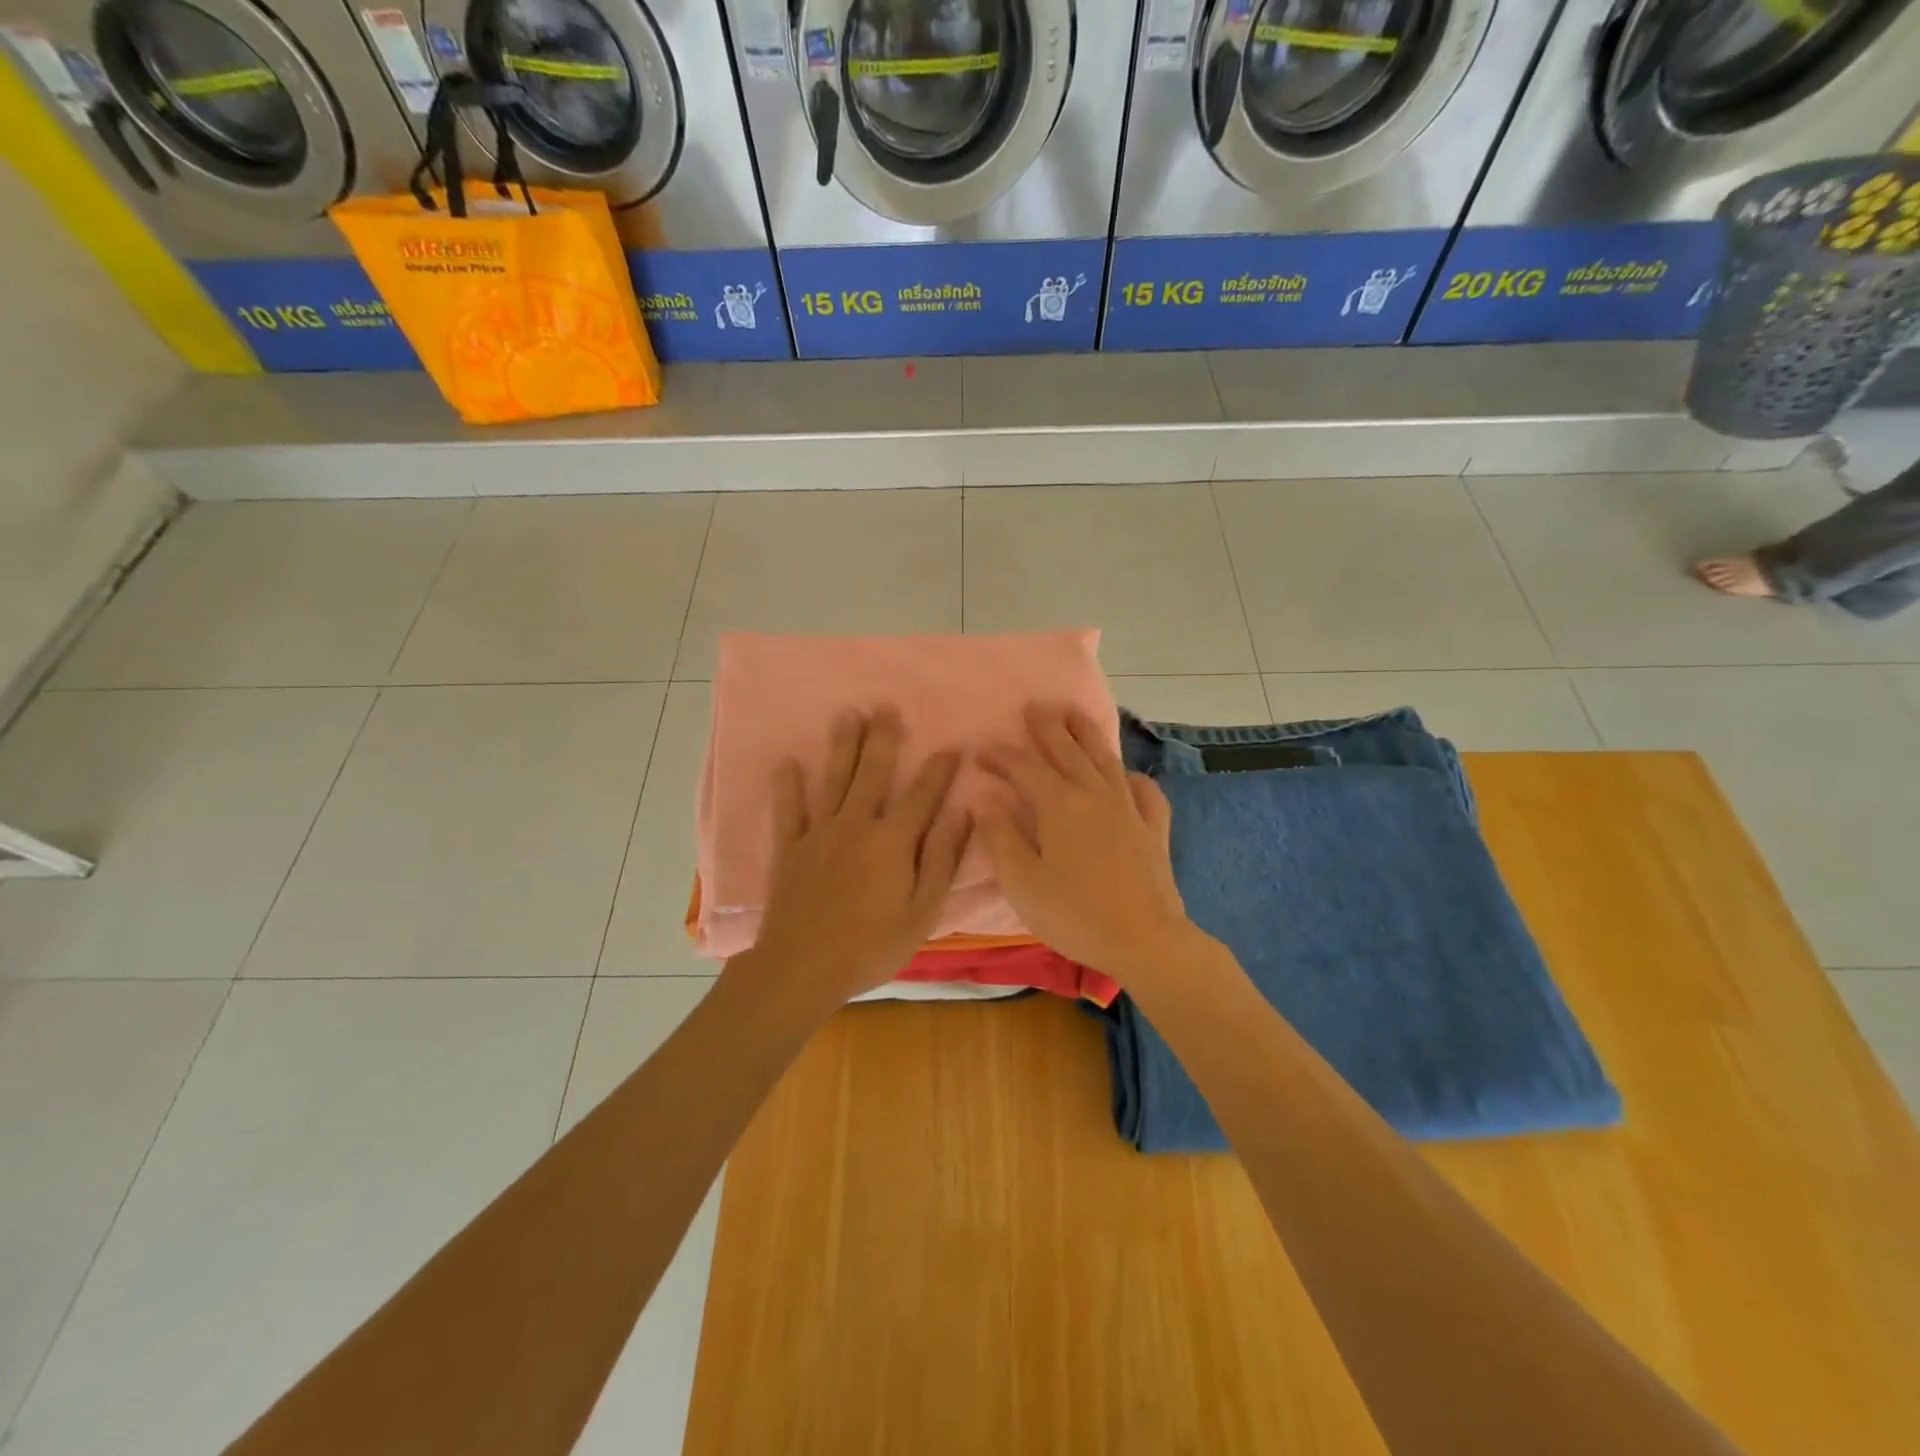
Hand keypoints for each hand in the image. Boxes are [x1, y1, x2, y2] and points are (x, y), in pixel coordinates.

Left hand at [736, 707, 970, 1010]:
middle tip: (886, 707)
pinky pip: (788, 810)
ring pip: (833, 780)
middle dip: (883, 739)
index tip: (952, 745)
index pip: (922, 795)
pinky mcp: (789, 849)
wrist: (803, 968)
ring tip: (848, 715)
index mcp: (892, 841)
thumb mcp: (923, 910)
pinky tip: (788, 763)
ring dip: (842, 746)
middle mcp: (856, 825)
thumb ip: (942, 859)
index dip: (939, 770)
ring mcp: (819, 834)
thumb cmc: (872, 945)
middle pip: (873, 773)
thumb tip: (962, 813)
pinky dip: (787, 786)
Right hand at [977, 705, 1197, 986]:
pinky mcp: (1154, 828)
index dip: (1001, 755)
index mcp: (1059, 805)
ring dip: (1087, 733)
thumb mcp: (1022, 882)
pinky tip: (1128, 776)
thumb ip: (1001, 837)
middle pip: (1068, 750)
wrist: (1145, 940)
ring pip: (1105, 759)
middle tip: (1033, 706)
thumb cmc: (1074, 914)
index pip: (1024, 768)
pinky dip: (1134, 778)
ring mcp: (1129, 809)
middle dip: (1047, 727)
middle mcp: (1095, 795)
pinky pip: (1145, 792)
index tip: (980, 747)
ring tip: (1074, 713)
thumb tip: (984, 799)